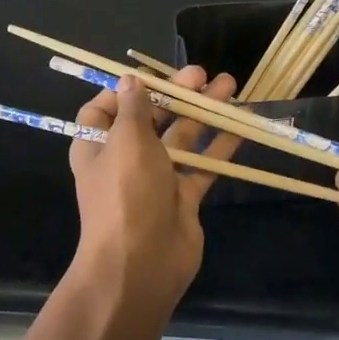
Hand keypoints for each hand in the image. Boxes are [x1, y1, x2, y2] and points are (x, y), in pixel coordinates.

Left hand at [68, 66, 239, 316]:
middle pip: (150, 119)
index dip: (125, 91)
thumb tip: (130, 79)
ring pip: (181, 138)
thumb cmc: (127, 194)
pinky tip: (241, 125)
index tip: (154, 76)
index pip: (104, 110)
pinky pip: (202, 165)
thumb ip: (135, 108)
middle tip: (204, 74)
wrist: (141, 264)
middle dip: (176, 95)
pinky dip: (219, 145)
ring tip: (231, 87)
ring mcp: (155, 179)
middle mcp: (124, 159)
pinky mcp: (182, 197)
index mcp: (97, 145)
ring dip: (203, 113)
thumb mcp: (127, 141)